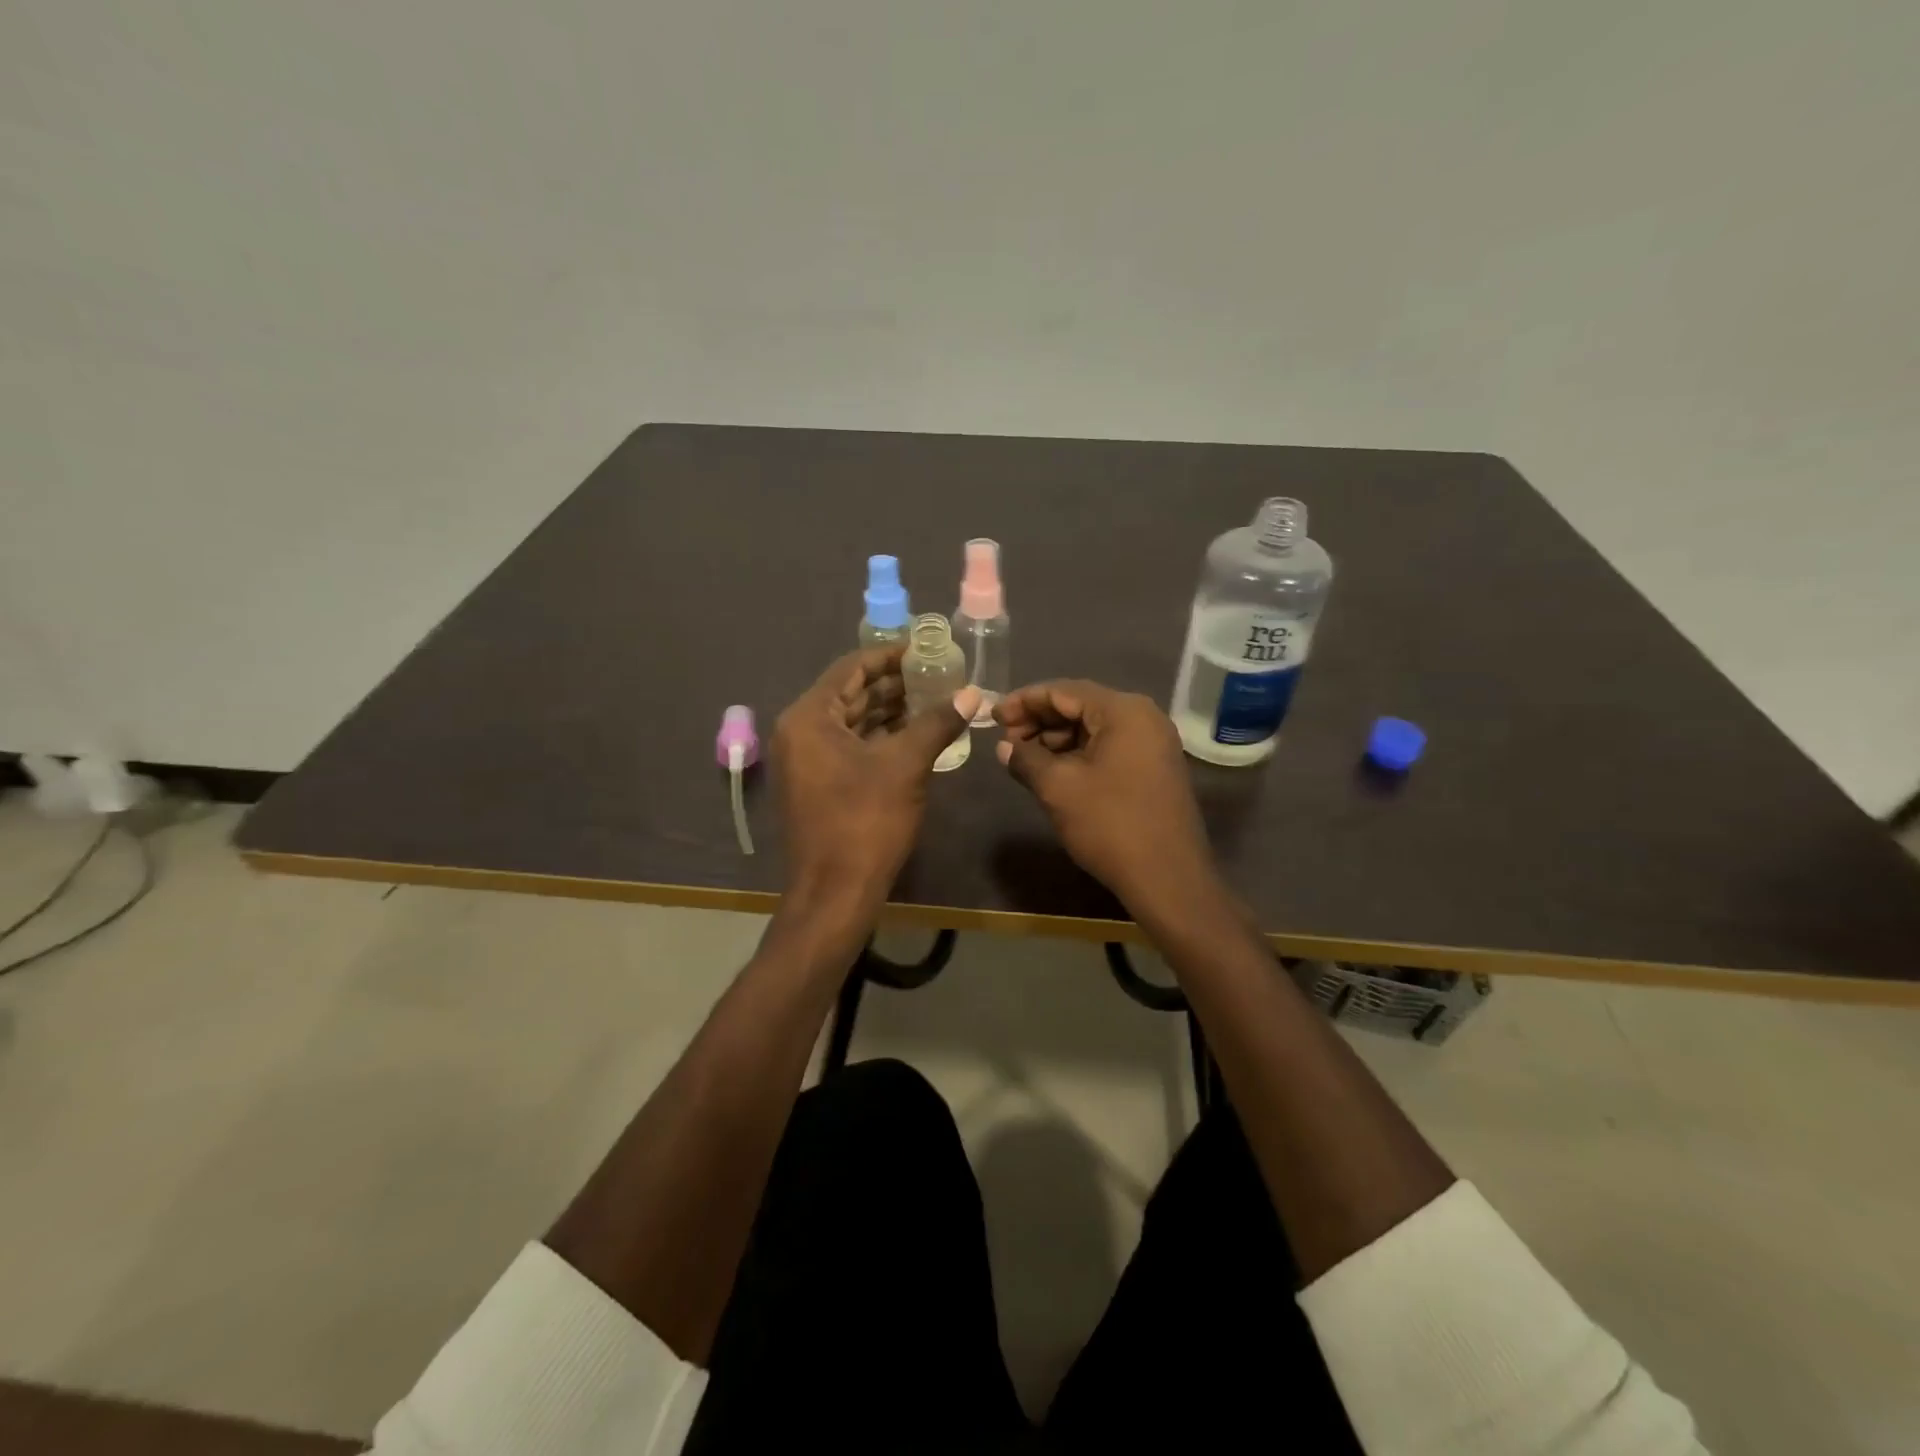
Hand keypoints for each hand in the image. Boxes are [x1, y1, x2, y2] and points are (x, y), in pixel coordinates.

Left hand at [772, 647, 978, 908]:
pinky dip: (878, 739)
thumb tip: (972, 693)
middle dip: (894, 685)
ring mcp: (804, 761)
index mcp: (808, 717)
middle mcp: (798, 732)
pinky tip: (914, 736)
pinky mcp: (815, 785)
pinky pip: (848, 747)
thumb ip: (937, 723)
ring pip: (850, 722)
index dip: (890, 656)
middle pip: (850, 693)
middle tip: (937, 675)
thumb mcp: (906, 766)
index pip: (851, 668)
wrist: (834, 894)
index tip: (926, 650)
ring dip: (889, 712)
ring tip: (933, 701)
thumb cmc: (866, 822)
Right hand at [994, 680, 1214, 906]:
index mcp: (1124, 710)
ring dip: (1057, 739)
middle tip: (1005, 740)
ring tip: (1023, 758)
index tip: (992, 717)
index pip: (1063, 690)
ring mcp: (1153, 743)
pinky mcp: (1155, 768)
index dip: (1023, 701)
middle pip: (1080, 705)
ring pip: (1094, 728)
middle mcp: (1144, 717)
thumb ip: (1026, 758)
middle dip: (1039, 720)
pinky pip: (1109, 747)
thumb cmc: (1110, 824)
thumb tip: (1004, 747)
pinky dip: (1078, 754)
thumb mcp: (1057, 788)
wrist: (1168, 878)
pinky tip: (1053, 771)